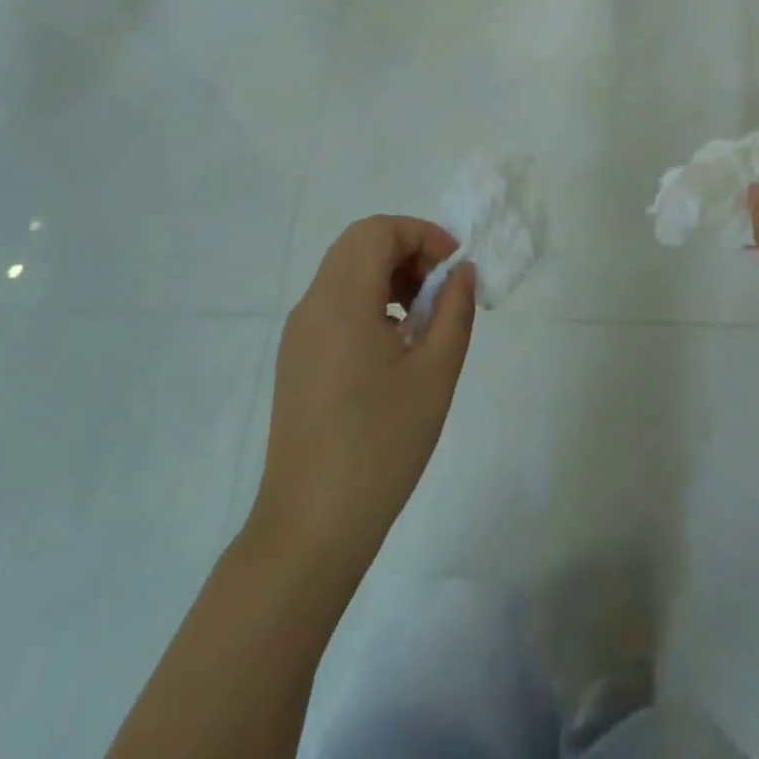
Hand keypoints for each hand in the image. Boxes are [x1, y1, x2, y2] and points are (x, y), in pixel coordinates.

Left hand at [249, 216, 476, 574]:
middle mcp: (312, 305)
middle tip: (443, 289)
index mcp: (342, 301)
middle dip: (408, 251)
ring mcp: (299, 333)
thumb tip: (461, 272)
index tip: (455, 268)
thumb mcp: (435, 373)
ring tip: (425, 319)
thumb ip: (455, 310)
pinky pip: (335, 304)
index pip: (378, 231)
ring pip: (346, 272)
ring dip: (390, 275)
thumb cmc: (380, 445)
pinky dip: (371, 300)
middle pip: (359, 244)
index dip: (423, 235)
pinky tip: (396, 345)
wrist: (311, 526)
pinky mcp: (297, 359)